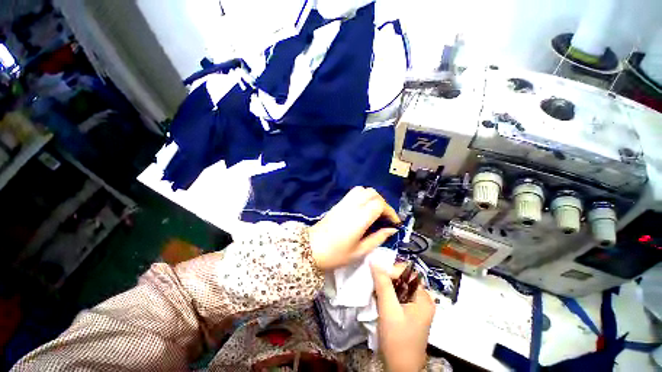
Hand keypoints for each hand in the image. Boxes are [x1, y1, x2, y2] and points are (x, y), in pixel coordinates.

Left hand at [308, 186, 399, 270]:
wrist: (310, 249)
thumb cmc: (335, 254)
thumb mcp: (360, 251)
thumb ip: (378, 238)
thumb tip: (391, 229)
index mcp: (358, 218)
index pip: (379, 204)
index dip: (390, 211)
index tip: (394, 223)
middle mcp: (352, 206)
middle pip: (372, 193)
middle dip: (383, 203)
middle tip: (385, 217)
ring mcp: (343, 203)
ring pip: (363, 190)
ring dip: (372, 197)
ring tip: (375, 211)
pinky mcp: (338, 203)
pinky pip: (353, 193)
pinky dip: (363, 196)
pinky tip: (363, 209)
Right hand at [371, 263, 434, 371]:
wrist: (400, 369)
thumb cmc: (397, 340)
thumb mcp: (389, 310)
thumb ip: (383, 284)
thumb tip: (375, 261)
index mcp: (423, 298)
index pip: (407, 273)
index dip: (392, 271)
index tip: (377, 277)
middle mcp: (422, 300)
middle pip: (403, 279)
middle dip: (387, 280)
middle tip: (375, 286)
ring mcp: (416, 307)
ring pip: (398, 287)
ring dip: (385, 288)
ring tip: (375, 293)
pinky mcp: (409, 313)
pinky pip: (397, 296)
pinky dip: (387, 295)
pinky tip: (379, 301)